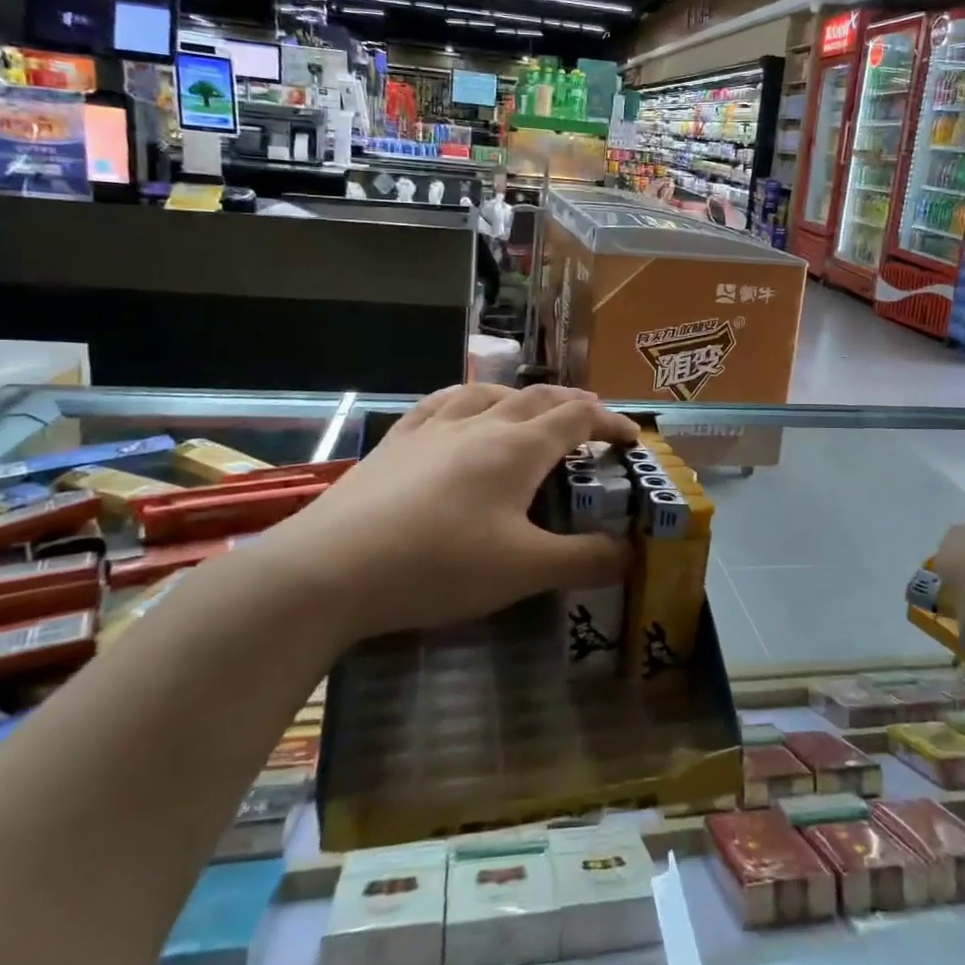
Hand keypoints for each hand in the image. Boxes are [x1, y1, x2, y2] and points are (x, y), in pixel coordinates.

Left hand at [277, 384, 639, 639]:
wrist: (332, 568)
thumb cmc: (439, 565)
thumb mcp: (523, 571)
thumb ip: (584, 561)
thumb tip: (632, 554)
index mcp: (518, 448)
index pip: (577, 418)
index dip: (610, 422)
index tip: (631, 438)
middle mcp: (480, 424)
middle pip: (538, 398)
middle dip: (573, 404)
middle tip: (593, 422)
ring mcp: (433, 428)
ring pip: (489, 394)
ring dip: (523, 397)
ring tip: (533, 410)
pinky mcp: (396, 442)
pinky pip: (441, 403)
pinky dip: (468, 399)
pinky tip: (461, 410)